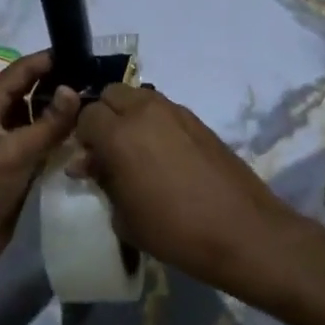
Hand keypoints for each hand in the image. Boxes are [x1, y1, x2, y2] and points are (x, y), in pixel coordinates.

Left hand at [0, 49, 78, 274]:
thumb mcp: (18, 150)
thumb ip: (49, 122)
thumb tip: (74, 89)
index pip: (20, 71)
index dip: (48, 60)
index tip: (80, 52)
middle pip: (28, 92)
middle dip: (57, 84)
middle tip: (94, 79)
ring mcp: (3, 142)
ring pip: (34, 117)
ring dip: (58, 112)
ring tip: (94, 104)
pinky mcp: (13, 165)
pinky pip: (38, 142)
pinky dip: (56, 137)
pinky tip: (82, 135)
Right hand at [71, 85, 306, 297]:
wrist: (242, 231)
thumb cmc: (175, 231)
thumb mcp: (125, 217)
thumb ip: (102, 181)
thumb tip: (89, 164)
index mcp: (119, 134)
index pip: (85, 116)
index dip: (82, 137)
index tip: (88, 161)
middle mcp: (145, 111)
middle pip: (111, 94)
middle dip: (104, 116)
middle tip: (108, 149)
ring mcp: (175, 111)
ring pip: (139, 97)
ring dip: (129, 115)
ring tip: (136, 150)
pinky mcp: (197, 120)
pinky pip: (164, 110)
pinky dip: (154, 122)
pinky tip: (163, 155)